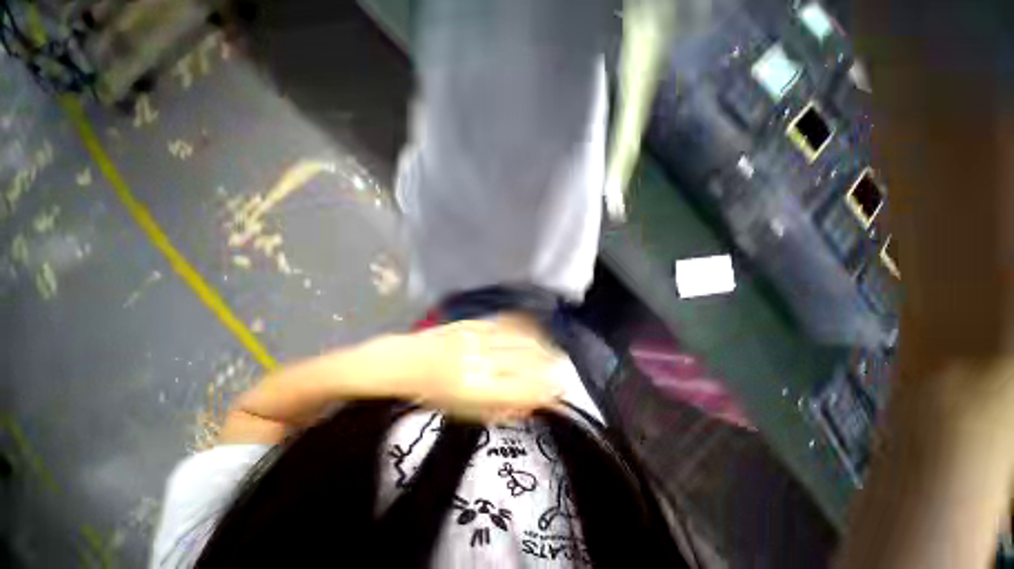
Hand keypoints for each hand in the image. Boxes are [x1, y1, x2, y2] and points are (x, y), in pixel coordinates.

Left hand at [386, 316, 565, 422]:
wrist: (406, 362)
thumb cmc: (434, 395)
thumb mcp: (465, 413)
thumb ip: (500, 409)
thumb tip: (531, 404)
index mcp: (476, 388)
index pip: (523, 387)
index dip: (546, 388)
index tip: (560, 389)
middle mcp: (480, 360)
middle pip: (526, 359)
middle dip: (549, 363)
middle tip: (561, 367)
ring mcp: (477, 337)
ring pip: (519, 338)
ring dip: (541, 344)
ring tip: (552, 349)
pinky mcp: (474, 322)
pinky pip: (506, 323)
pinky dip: (525, 328)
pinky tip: (535, 330)